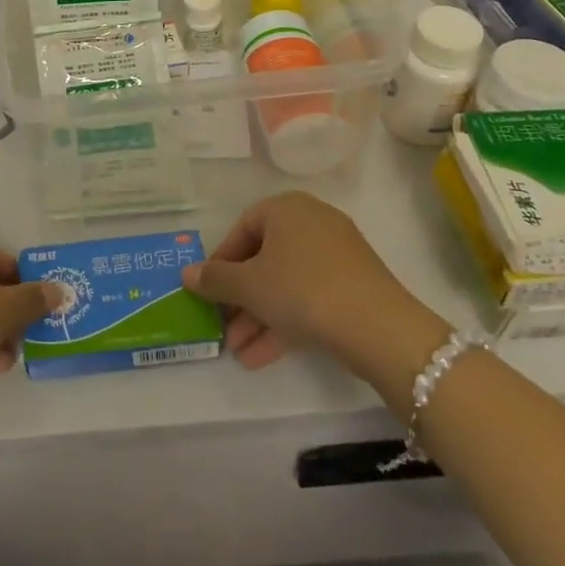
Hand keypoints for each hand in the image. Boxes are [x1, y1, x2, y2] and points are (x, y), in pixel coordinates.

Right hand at [180, 192, 436, 376]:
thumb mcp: (249, 286)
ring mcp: (337, 255)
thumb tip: (186, 274)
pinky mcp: (353, 286)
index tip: (208, 290)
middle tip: (221, 326)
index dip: (221, 261)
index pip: (242, 228)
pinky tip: (261, 357)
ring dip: (258, 317)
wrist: (377, 327)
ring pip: (285, 283)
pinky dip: (285, 322)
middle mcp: (312, 222)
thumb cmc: (302, 289)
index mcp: (286, 208)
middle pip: (264, 259)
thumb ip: (215, 279)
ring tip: (238, 351)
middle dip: (239, 298)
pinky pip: (309, 298)